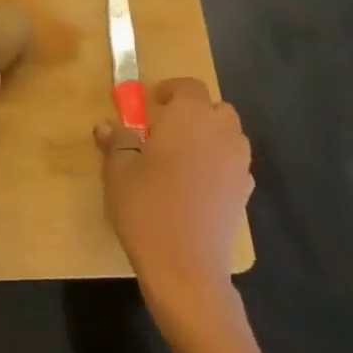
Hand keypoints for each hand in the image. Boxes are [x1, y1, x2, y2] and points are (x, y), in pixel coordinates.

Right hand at [95, 77, 252, 324]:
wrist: (186, 266)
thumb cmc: (147, 207)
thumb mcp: (119, 172)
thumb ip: (117, 142)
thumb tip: (107, 126)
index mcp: (190, 117)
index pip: (188, 86)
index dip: (169, 90)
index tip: (150, 104)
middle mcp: (221, 132)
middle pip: (214, 108)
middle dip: (192, 113)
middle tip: (164, 130)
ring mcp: (239, 163)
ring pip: (227, 135)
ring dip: (207, 137)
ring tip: (180, 158)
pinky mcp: (245, 192)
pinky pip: (232, 164)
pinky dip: (217, 164)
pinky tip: (195, 187)